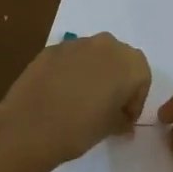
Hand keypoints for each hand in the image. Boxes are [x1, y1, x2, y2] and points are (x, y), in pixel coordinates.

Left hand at [0, 33, 151, 171]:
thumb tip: (123, 122)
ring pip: (94, 56)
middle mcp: (107, 45)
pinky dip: (71, 72)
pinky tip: (61, 94)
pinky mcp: (51, 49)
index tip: (124, 119)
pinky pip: (70, 59)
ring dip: (94, 73)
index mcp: (130, 63)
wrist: (31, 125)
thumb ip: (122, 120)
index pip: (141, 80)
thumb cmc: (81, 127)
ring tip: (82, 100)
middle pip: (119, 61)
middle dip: (117, 81)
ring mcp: (76, 43)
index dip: (134, 101)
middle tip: (107, 107)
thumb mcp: (110, 127)